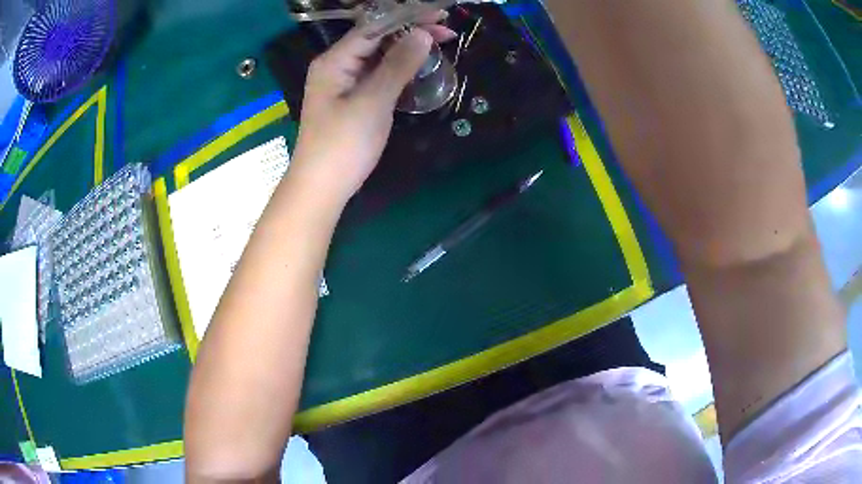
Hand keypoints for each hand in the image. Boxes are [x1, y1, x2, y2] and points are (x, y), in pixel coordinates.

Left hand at [291, 22, 455, 202]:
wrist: (321, 187)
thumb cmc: (343, 144)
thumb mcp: (373, 101)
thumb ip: (398, 65)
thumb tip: (422, 34)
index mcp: (334, 60)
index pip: (374, 27)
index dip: (408, 18)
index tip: (440, 17)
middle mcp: (336, 66)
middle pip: (376, 39)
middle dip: (410, 33)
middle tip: (446, 35)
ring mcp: (342, 83)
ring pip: (377, 57)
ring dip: (406, 50)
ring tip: (438, 47)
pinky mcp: (350, 100)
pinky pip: (376, 75)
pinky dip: (397, 69)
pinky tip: (416, 68)